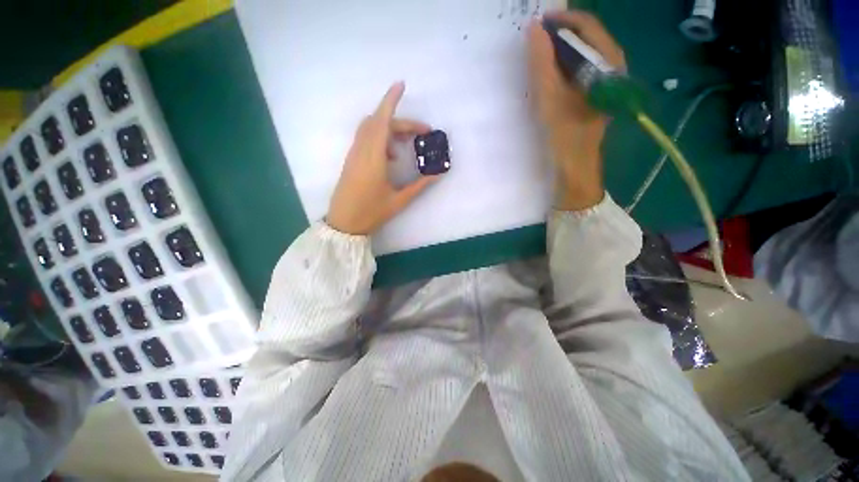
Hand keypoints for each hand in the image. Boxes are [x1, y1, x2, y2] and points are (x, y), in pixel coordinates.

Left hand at [327, 82, 439, 235]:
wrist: (344, 224)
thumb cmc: (371, 213)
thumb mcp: (399, 201)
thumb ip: (419, 186)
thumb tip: (437, 174)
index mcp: (373, 159)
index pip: (382, 121)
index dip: (391, 101)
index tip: (401, 85)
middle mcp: (361, 151)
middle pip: (379, 122)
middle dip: (401, 122)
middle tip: (421, 133)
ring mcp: (354, 155)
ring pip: (370, 129)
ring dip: (389, 129)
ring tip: (405, 147)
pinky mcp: (351, 160)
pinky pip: (365, 139)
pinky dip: (380, 139)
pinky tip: (391, 157)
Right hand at [528, 11, 625, 210]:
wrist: (575, 167)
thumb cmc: (565, 135)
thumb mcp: (551, 98)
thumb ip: (542, 62)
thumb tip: (534, 29)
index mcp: (608, 62)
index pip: (586, 24)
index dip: (561, 19)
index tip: (536, 24)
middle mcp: (611, 65)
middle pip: (585, 37)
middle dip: (558, 35)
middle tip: (533, 41)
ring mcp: (603, 79)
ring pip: (580, 53)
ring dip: (558, 51)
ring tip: (536, 56)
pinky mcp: (594, 92)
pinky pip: (577, 69)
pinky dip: (561, 66)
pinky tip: (547, 74)